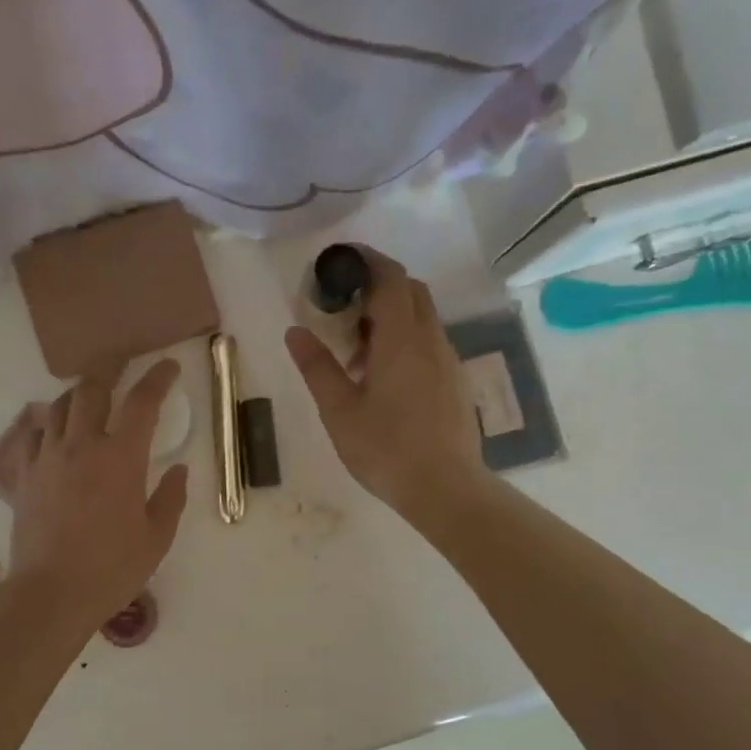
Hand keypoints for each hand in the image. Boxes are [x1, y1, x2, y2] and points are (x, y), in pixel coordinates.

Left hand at [6, 360, 188, 627]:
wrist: (51, 593)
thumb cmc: (112, 568)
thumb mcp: (157, 537)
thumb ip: (171, 498)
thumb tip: (179, 470)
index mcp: (121, 458)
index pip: (142, 402)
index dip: (158, 378)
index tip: (168, 366)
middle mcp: (82, 446)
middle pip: (92, 388)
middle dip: (110, 369)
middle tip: (121, 364)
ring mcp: (48, 458)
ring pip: (59, 406)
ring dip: (78, 393)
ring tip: (89, 395)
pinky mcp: (25, 475)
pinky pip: (33, 434)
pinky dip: (48, 424)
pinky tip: (55, 433)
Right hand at [286, 247, 485, 518]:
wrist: (445, 488)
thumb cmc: (385, 449)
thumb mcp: (339, 410)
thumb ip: (317, 367)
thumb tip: (295, 331)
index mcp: (402, 339)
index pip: (390, 278)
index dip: (367, 261)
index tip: (341, 261)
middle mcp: (431, 340)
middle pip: (411, 291)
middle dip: (378, 287)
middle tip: (343, 309)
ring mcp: (448, 361)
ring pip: (422, 318)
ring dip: (391, 318)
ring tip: (357, 353)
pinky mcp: (455, 382)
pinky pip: (429, 343)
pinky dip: (406, 341)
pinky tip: (384, 378)